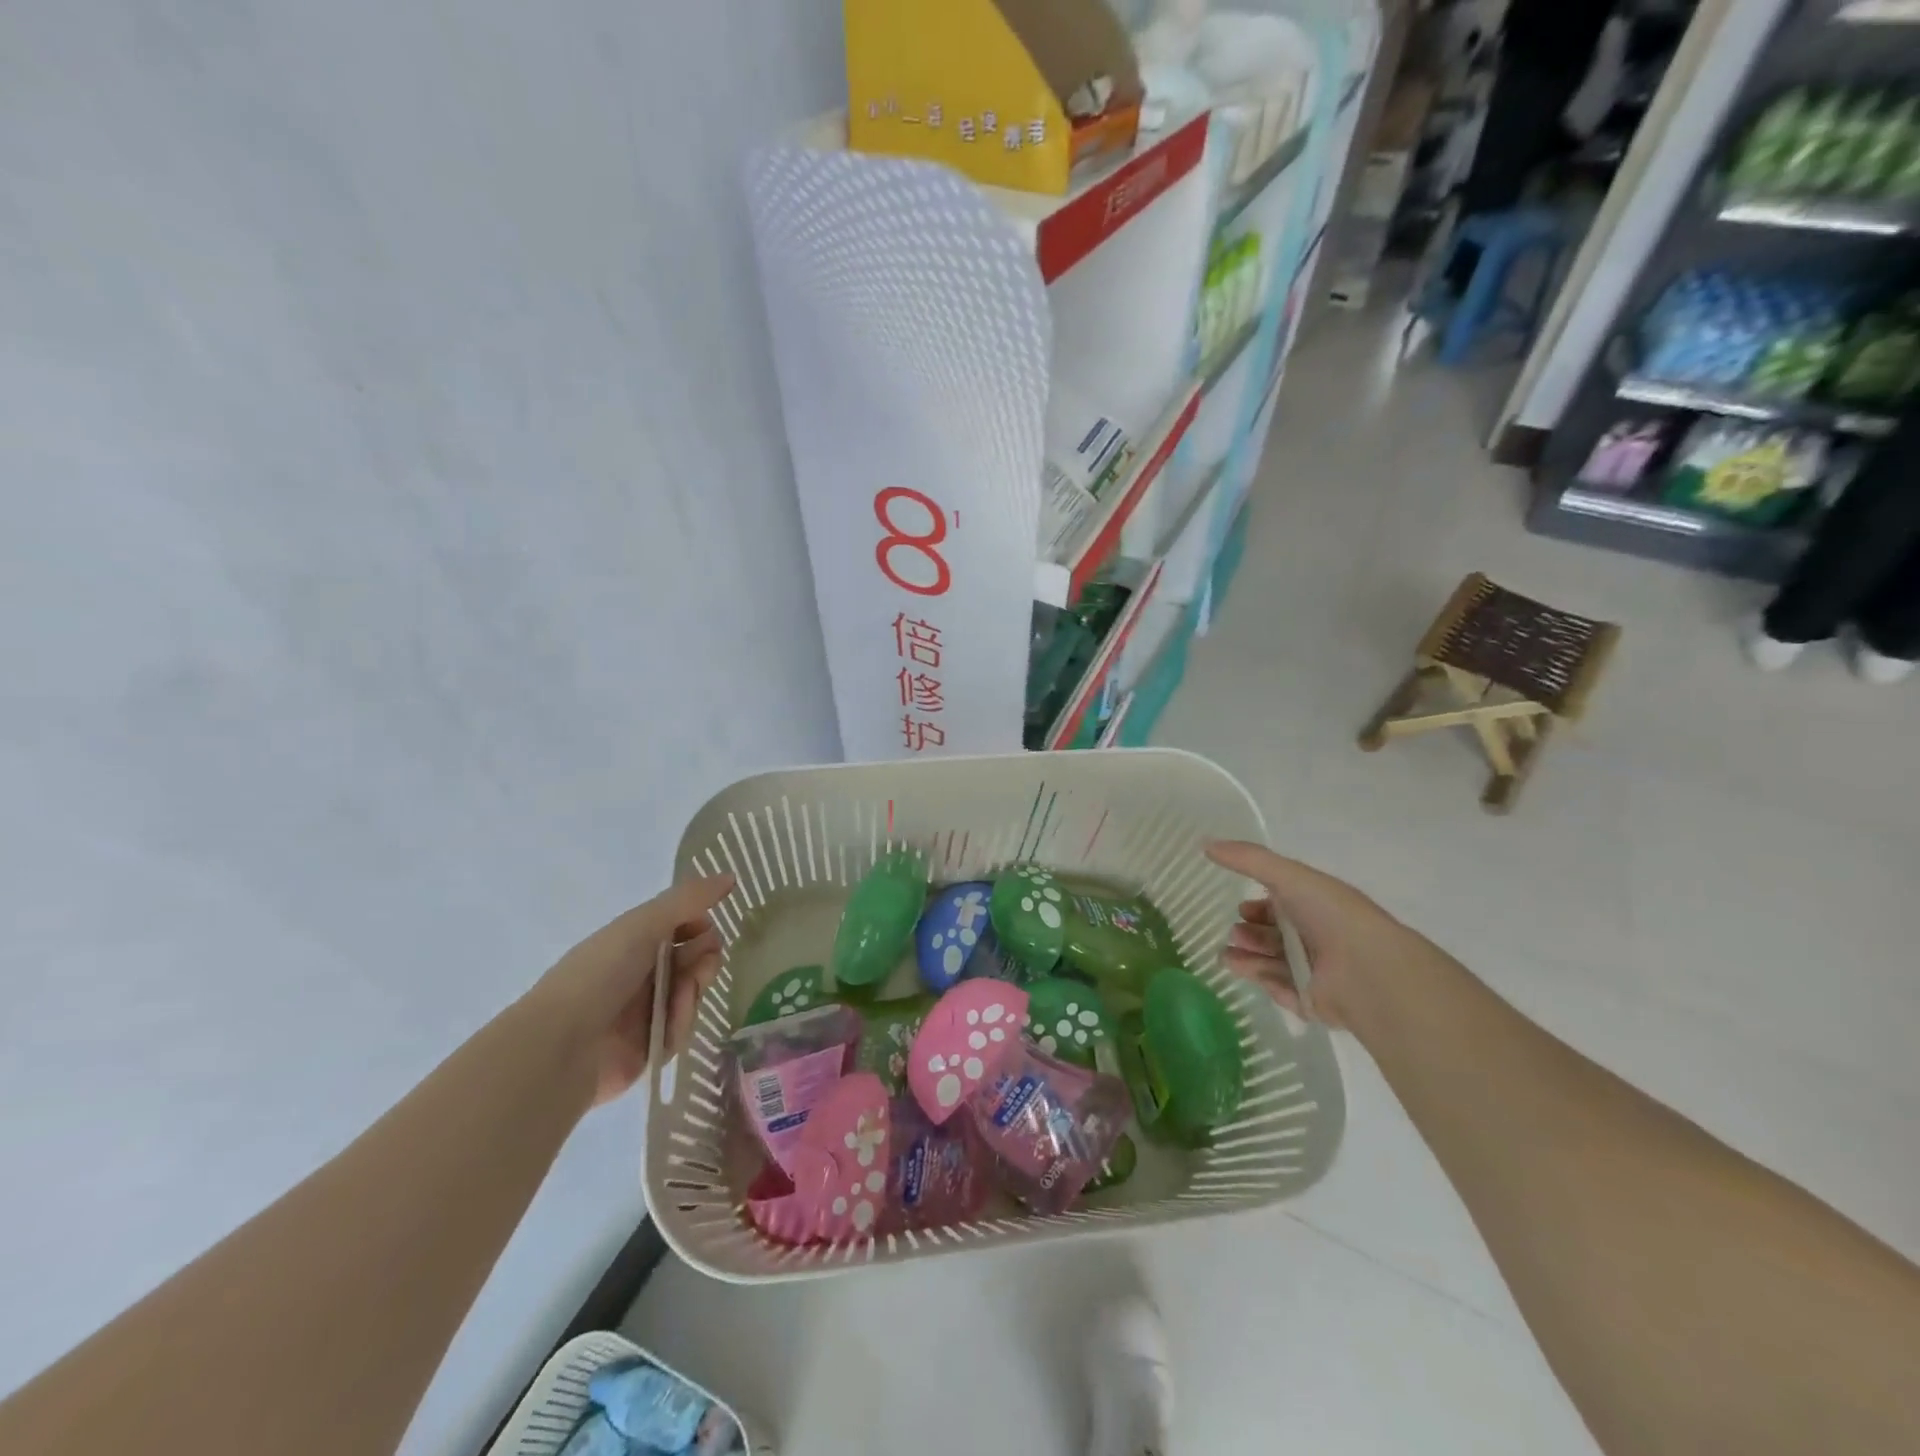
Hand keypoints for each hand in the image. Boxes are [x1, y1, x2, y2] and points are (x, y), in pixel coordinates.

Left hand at [523, 874, 734, 1106]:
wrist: (563, 1045)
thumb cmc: (600, 973)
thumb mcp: (644, 924)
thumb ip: (688, 899)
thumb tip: (731, 877)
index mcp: (632, 941)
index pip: (680, 926)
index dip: (699, 925)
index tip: (707, 927)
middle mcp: (639, 973)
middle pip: (692, 959)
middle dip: (705, 957)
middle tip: (705, 963)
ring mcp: (644, 1011)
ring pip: (691, 993)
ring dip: (693, 990)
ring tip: (683, 994)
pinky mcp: (649, 1047)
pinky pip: (681, 1029)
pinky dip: (680, 1023)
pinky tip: (668, 1023)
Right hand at [1205, 841, 1418, 1030]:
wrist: (1366, 970)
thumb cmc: (1330, 915)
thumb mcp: (1288, 876)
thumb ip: (1247, 859)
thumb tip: (1205, 843)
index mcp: (1315, 906)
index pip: (1283, 905)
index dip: (1259, 906)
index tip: (1240, 907)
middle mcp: (1316, 938)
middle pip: (1274, 936)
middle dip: (1249, 933)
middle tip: (1234, 933)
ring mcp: (1315, 972)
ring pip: (1272, 963)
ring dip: (1246, 957)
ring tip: (1226, 955)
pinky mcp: (1311, 1001)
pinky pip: (1280, 990)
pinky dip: (1261, 979)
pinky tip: (1240, 970)